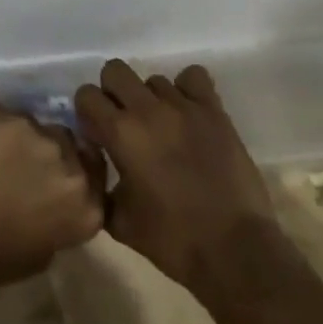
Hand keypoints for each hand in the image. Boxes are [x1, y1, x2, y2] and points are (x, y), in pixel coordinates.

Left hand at [0, 104, 104, 284]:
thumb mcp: (42, 252)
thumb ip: (60, 219)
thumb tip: (53, 203)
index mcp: (86, 206)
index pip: (97, 178)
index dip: (80, 174)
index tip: (63, 178)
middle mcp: (71, 165)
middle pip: (72, 146)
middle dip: (57, 153)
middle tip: (32, 165)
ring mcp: (40, 135)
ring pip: (42, 127)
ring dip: (30, 137)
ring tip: (6, 149)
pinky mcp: (9, 117)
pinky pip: (9, 114)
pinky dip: (0, 122)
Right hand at [74, 60, 286, 293]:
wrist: (235, 252)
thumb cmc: (174, 241)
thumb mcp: (121, 222)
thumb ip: (100, 188)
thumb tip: (94, 169)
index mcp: (120, 133)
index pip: (87, 95)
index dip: (87, 111)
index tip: (97, 132)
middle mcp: (147, 110)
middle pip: (115, 71)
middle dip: (113, 93)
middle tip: (125, 122)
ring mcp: (183, 106)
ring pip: (154, 79)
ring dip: (151, 99)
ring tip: (163, 128)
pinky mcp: (214, 111)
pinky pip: (193, 77)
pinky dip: (187, 89)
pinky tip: (188, 113)